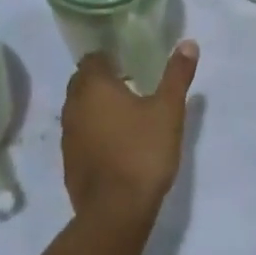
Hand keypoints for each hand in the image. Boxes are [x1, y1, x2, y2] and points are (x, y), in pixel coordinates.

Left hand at [61, 42, 197, 231]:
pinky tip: (114, 146)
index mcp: (93, 85)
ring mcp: (67, 136)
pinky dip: (93, 134)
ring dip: (96, 109)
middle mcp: (73, 105)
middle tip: (130, 87)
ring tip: (125, 117)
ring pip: (79, 110)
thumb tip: (188, 42)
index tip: (129, 65)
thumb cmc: (142, 152)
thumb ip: (177, 75)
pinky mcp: (68, 163)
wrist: (115, 212)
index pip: (93, 58)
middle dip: (102, 82)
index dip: (109, 58)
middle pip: (82, 82)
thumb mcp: (168, 110)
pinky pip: (79, 136)